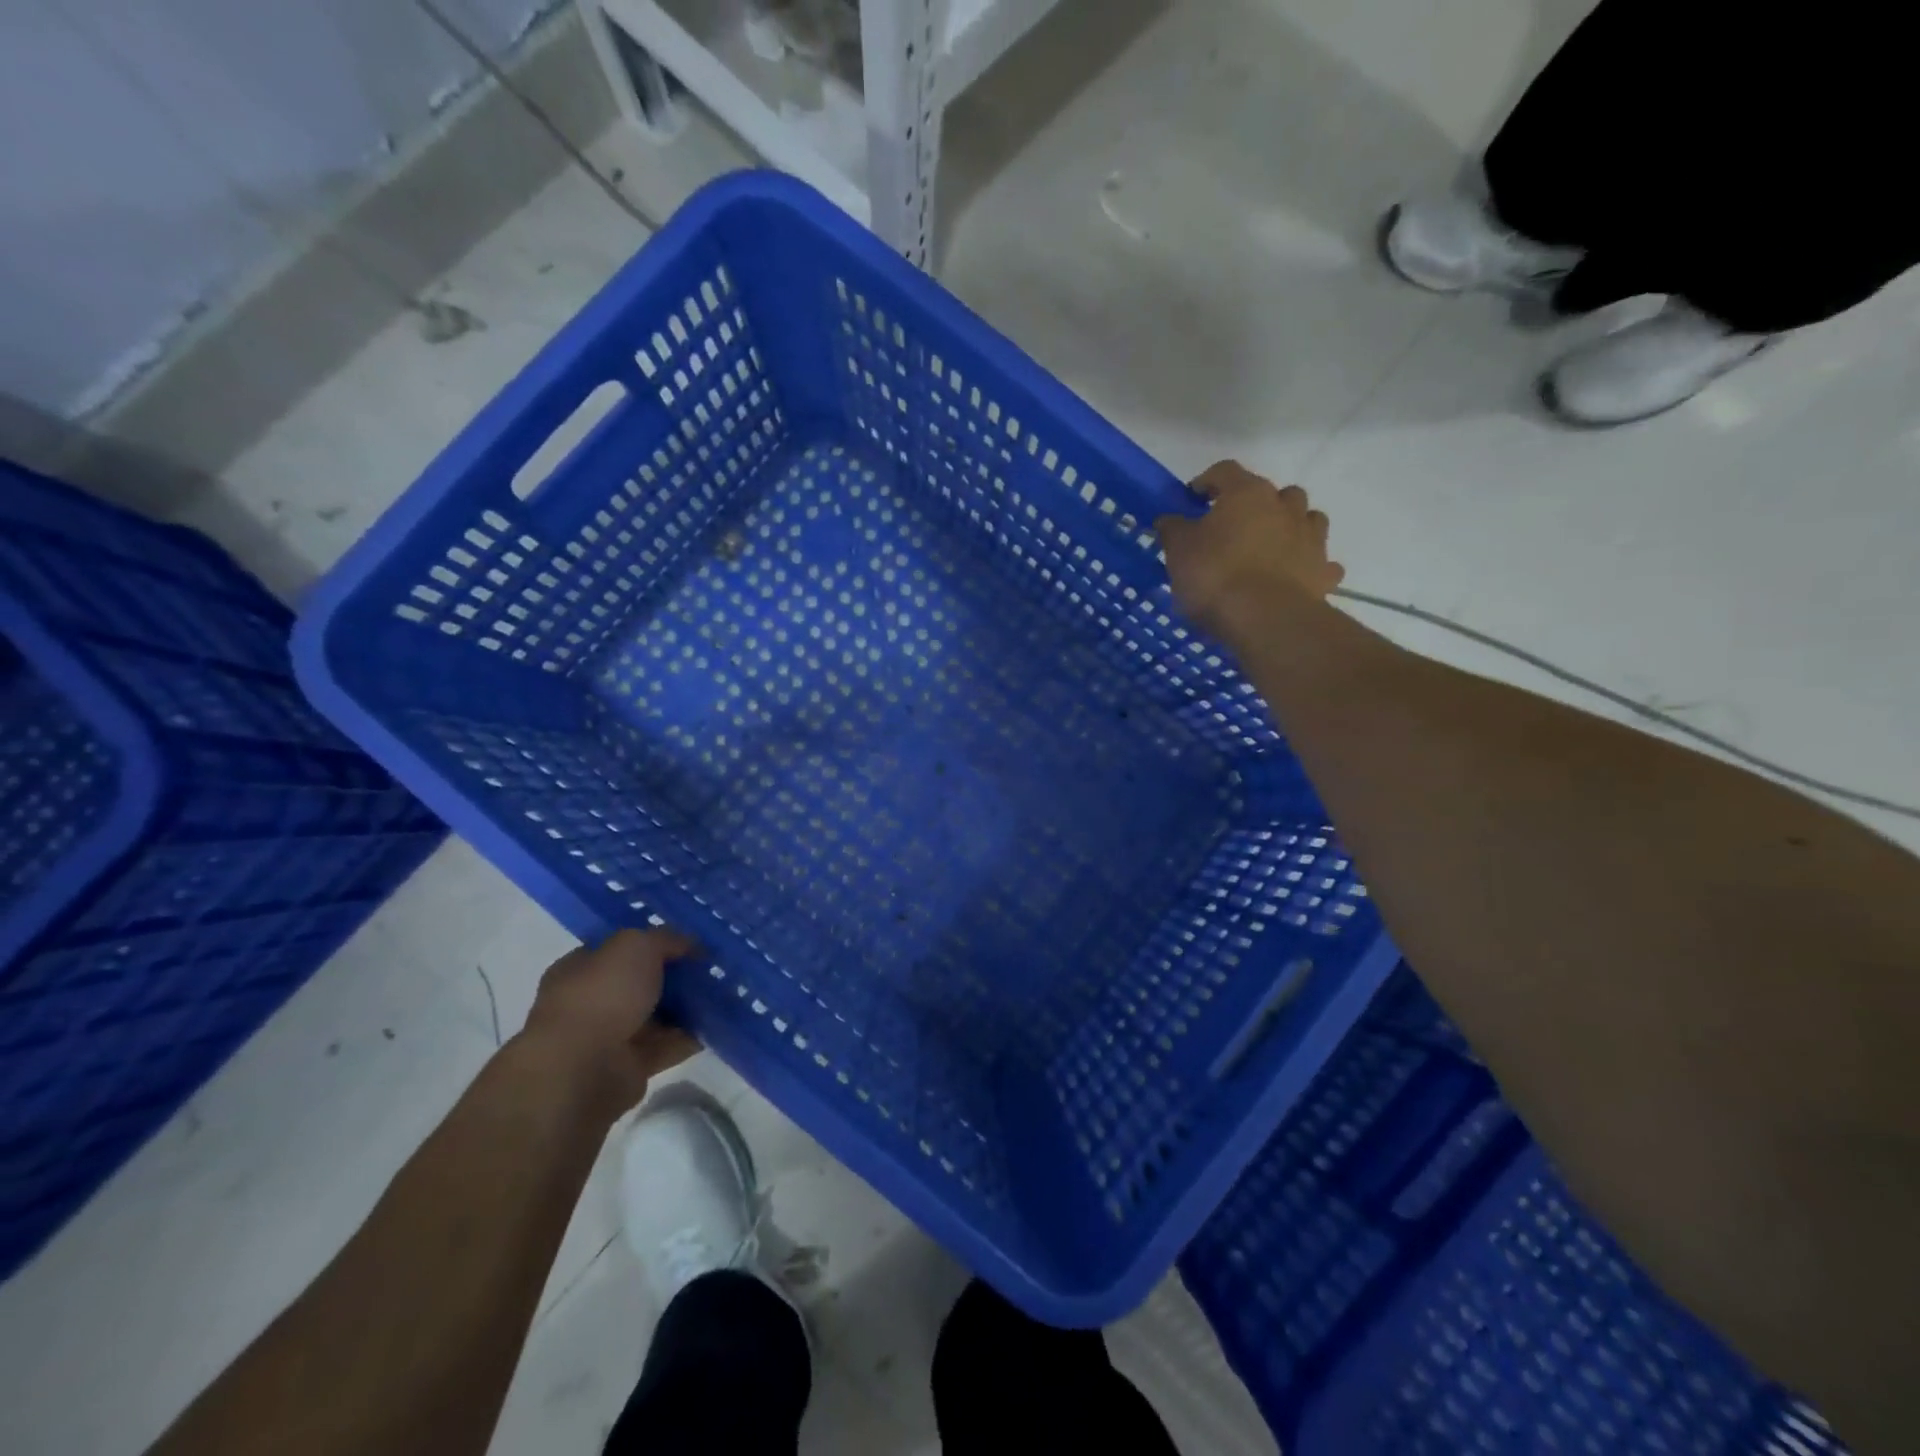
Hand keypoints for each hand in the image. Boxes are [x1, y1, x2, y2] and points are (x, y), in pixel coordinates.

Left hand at [520, 928, 701, 1115]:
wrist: (585, 1068)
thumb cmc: (603, 995)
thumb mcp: (637, 945)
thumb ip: (665, 938)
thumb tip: (689, 945)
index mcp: (579, 969)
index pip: (617, 950)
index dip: (652, 943)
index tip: (687, 943)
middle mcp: (590, 1002)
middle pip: (640, 983)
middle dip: (673, 977)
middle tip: (709, 969)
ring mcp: (608, 1038)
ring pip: (655, 1016)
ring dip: (685, 1008)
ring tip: (721, 995)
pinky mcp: (628, 1067)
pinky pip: (666, 1046)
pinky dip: (688, 1037)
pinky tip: (715, 1024)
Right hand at [1156, 461, 1343, 640]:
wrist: (1266, 619)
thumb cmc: (1215, 576)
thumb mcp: (1179, 551)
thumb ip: (1173, 529)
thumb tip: (1169, 518)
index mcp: (1247, 493)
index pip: (1225, 471)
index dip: (1206, 481)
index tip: (1192, 500)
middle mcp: (1285, 506)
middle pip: (1274, 492)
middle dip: (1254, 505)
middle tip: (1232, 529)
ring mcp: (1311, 537)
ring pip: (1307, 519)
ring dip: (1289, 527)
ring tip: (1268, 549)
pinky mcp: (1324, 571)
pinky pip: (1320, 561)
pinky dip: (1308, 564)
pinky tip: (1294, 578)